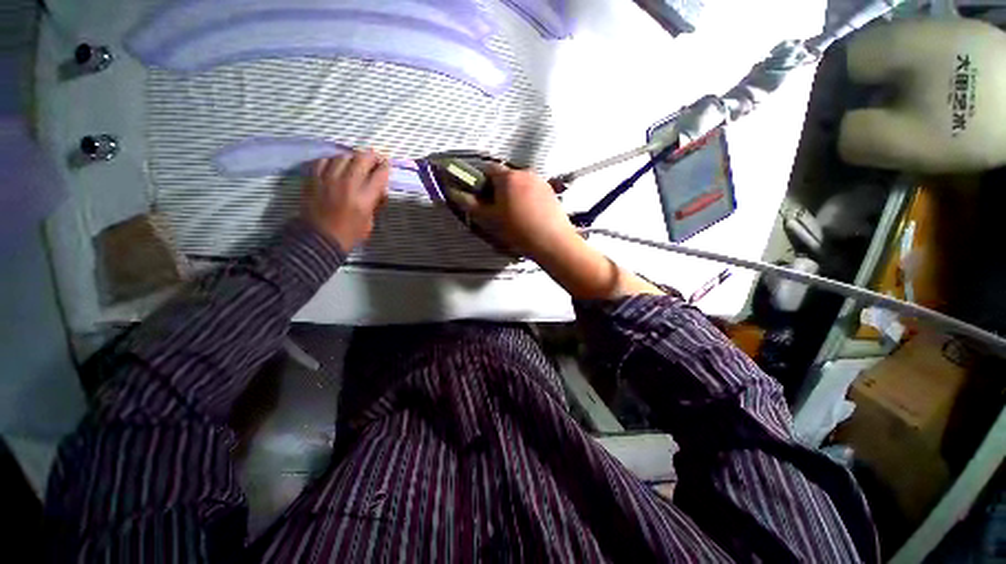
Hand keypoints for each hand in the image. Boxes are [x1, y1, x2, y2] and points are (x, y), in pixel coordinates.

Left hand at [302, 150, 389, 251]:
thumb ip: (374, 203)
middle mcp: (347, 184)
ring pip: (342, 156)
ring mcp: (328, 179)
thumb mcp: (369, 222)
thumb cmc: (349, 234)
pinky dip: (332, 160)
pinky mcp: (313, 179)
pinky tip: (336, 164)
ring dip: (352, 157)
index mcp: (364, 198)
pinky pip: (324, 161)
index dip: (385, 167)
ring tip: (355, 161)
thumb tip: (380, 190)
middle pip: (361, 159)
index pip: (379, 175)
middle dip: (371, 156)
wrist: (319, 239)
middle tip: (374, 158)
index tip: (387, 165)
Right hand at [447, 164, 579, 259]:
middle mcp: (525, 172)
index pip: (488, 169)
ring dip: (513, 193)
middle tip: (498, 209)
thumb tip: (455, 193)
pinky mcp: (551, 191)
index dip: (481, 181)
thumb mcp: (491, 219)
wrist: (553, 241)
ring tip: (515, 214)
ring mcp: (540, 180)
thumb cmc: (518, 230)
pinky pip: (533, 189)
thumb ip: (471, 204)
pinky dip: (527, 197)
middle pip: (505, 176)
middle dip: (498, 188)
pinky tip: (529, 215)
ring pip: (520, 183)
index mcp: (508, 177)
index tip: (481, 197)